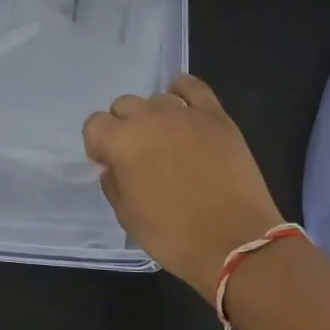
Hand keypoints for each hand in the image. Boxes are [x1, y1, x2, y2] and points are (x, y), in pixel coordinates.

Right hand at [83, 74, 286, 298]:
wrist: (234, 242)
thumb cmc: (173, 236)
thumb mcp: (127, 217)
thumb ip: (113, 183)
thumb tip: (113, 166)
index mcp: (122, 142)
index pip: (95, 124)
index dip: (98, 144)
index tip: (108, 163)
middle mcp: (149, 118)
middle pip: (124, 106)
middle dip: (123, 126)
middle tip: (137, 154)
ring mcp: (185, 113)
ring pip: (157, 99)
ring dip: (154, 116)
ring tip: (167, 141)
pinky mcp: (215, 116)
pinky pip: (193, 87)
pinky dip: (183, 91)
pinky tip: (184, 107)